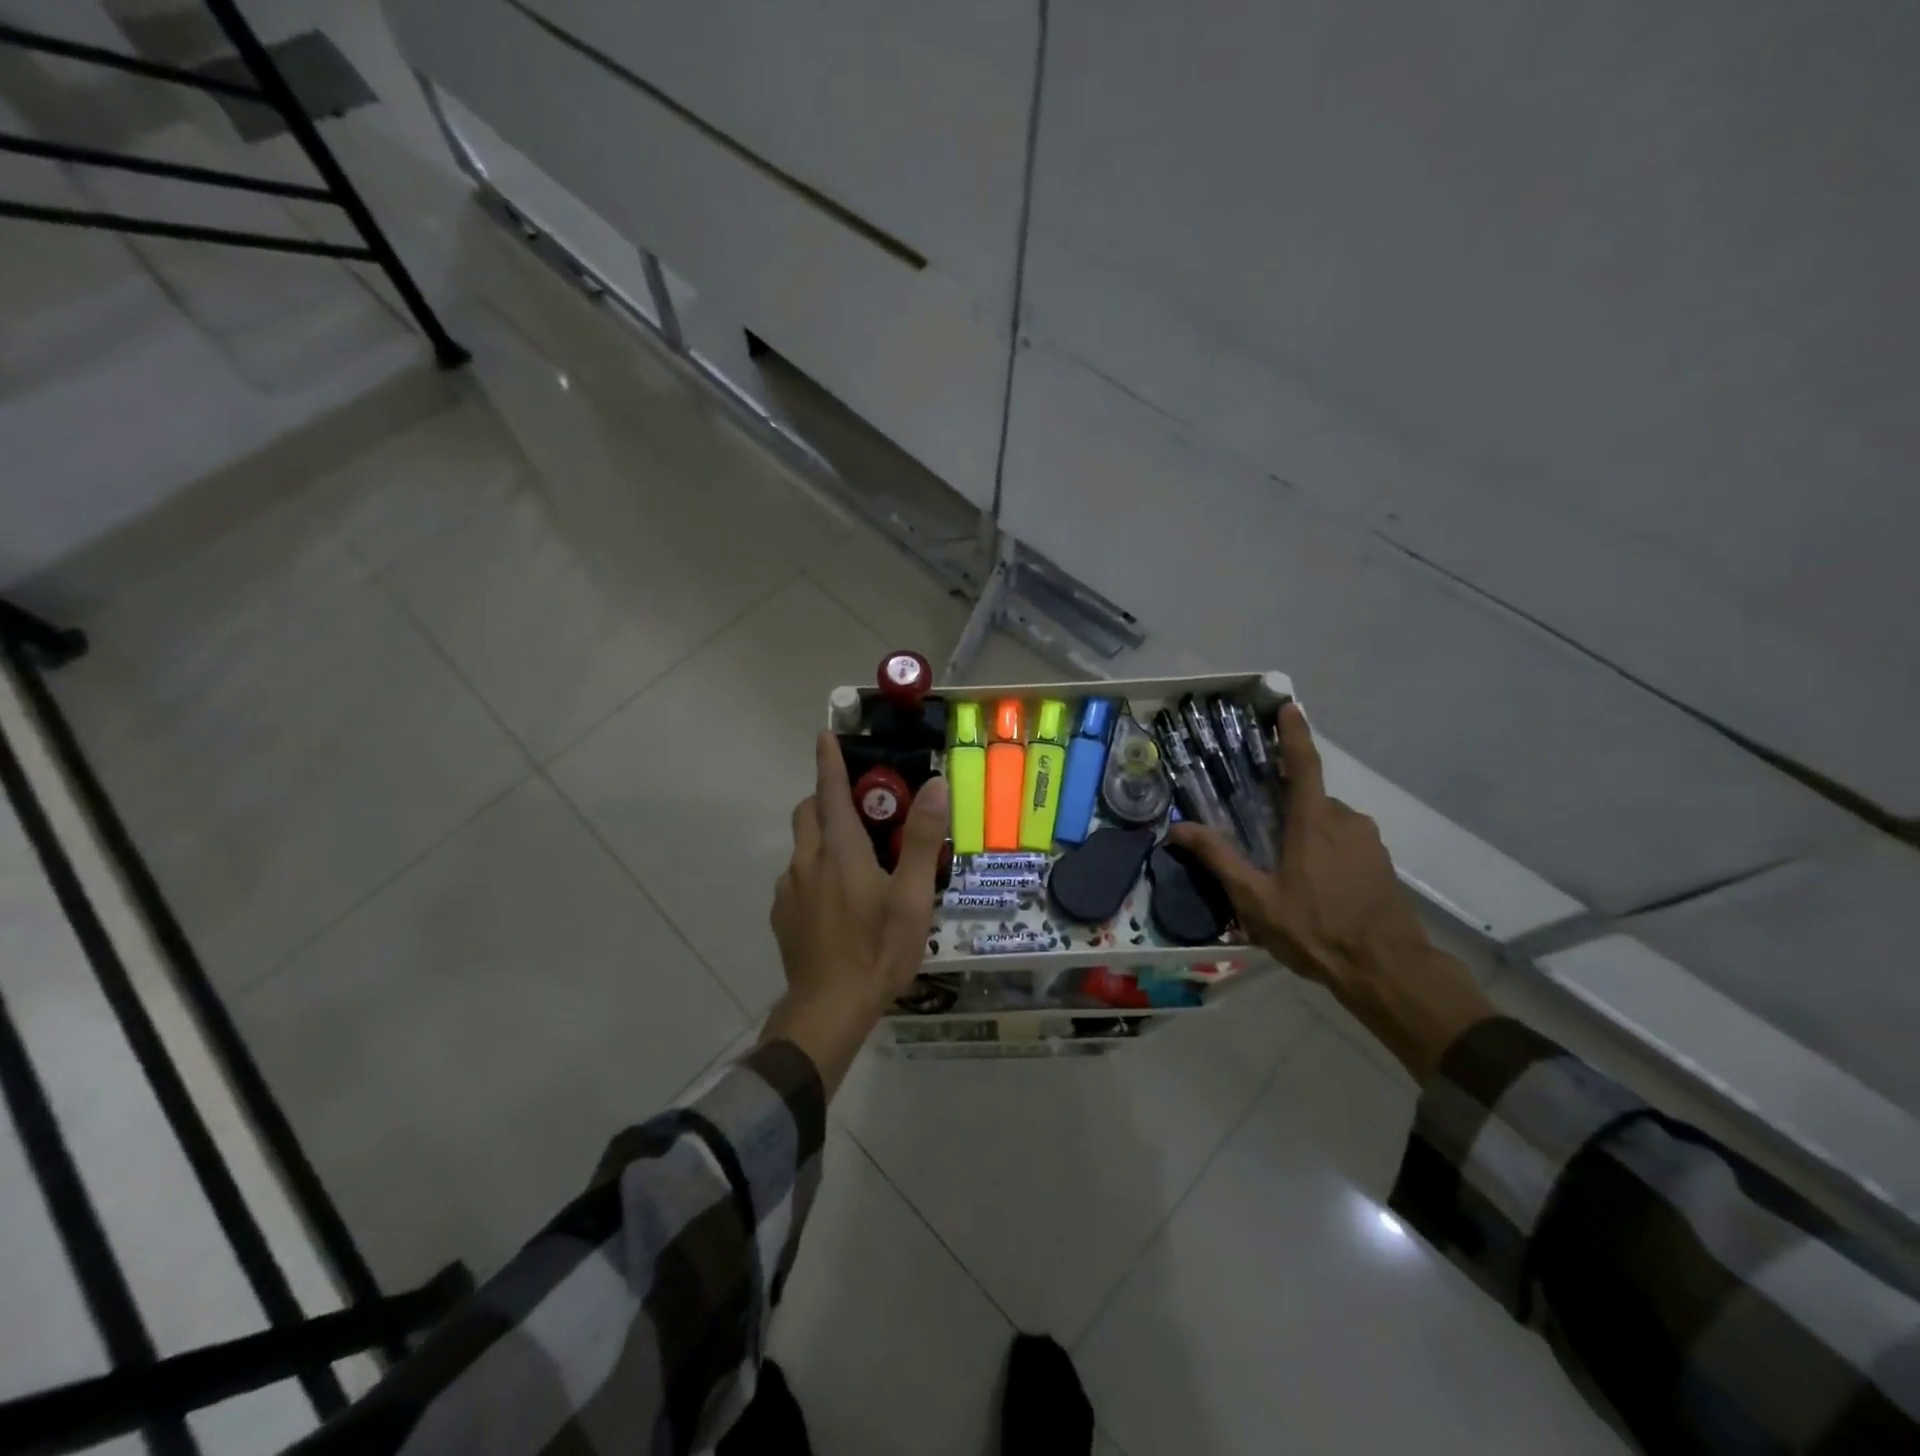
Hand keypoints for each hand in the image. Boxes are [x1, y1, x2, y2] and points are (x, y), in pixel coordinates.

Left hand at [763, 732, 948, 1093]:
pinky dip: (814, 872)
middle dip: (826, 798)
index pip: (829, 791)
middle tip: (861, 808)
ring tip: (856, 863)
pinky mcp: (782, 915)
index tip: (825, 734)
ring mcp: (789, 890)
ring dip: (822, 839)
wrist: (828, 1010)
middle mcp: (807, 862)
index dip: (828, 760)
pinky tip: (838, 902)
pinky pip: (797, 878)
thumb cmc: (878, 951)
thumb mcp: (912, 897)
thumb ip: (924, 839)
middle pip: (808, 813)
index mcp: (839, 851)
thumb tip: (936, 785)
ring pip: (802, 847)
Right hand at [1167, 704, 1491, 1083]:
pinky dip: (1326, 853)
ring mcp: (1368, 841)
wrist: (1387, 970)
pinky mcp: (1381, 863)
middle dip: (1285, 809)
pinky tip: (1315, 888)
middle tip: (1262, 838)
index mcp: (1313, 822)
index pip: (1303, 764)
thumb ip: (1219, 859)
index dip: (1294, 733)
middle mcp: (1345, 820)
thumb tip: (1177, 828)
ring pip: (1328, 823)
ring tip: (1286, 874)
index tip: (1288, 706)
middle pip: (1309, 799)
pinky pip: (1345, 843)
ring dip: (1305, 836)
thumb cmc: (1316, 930)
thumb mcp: (1256, 899)